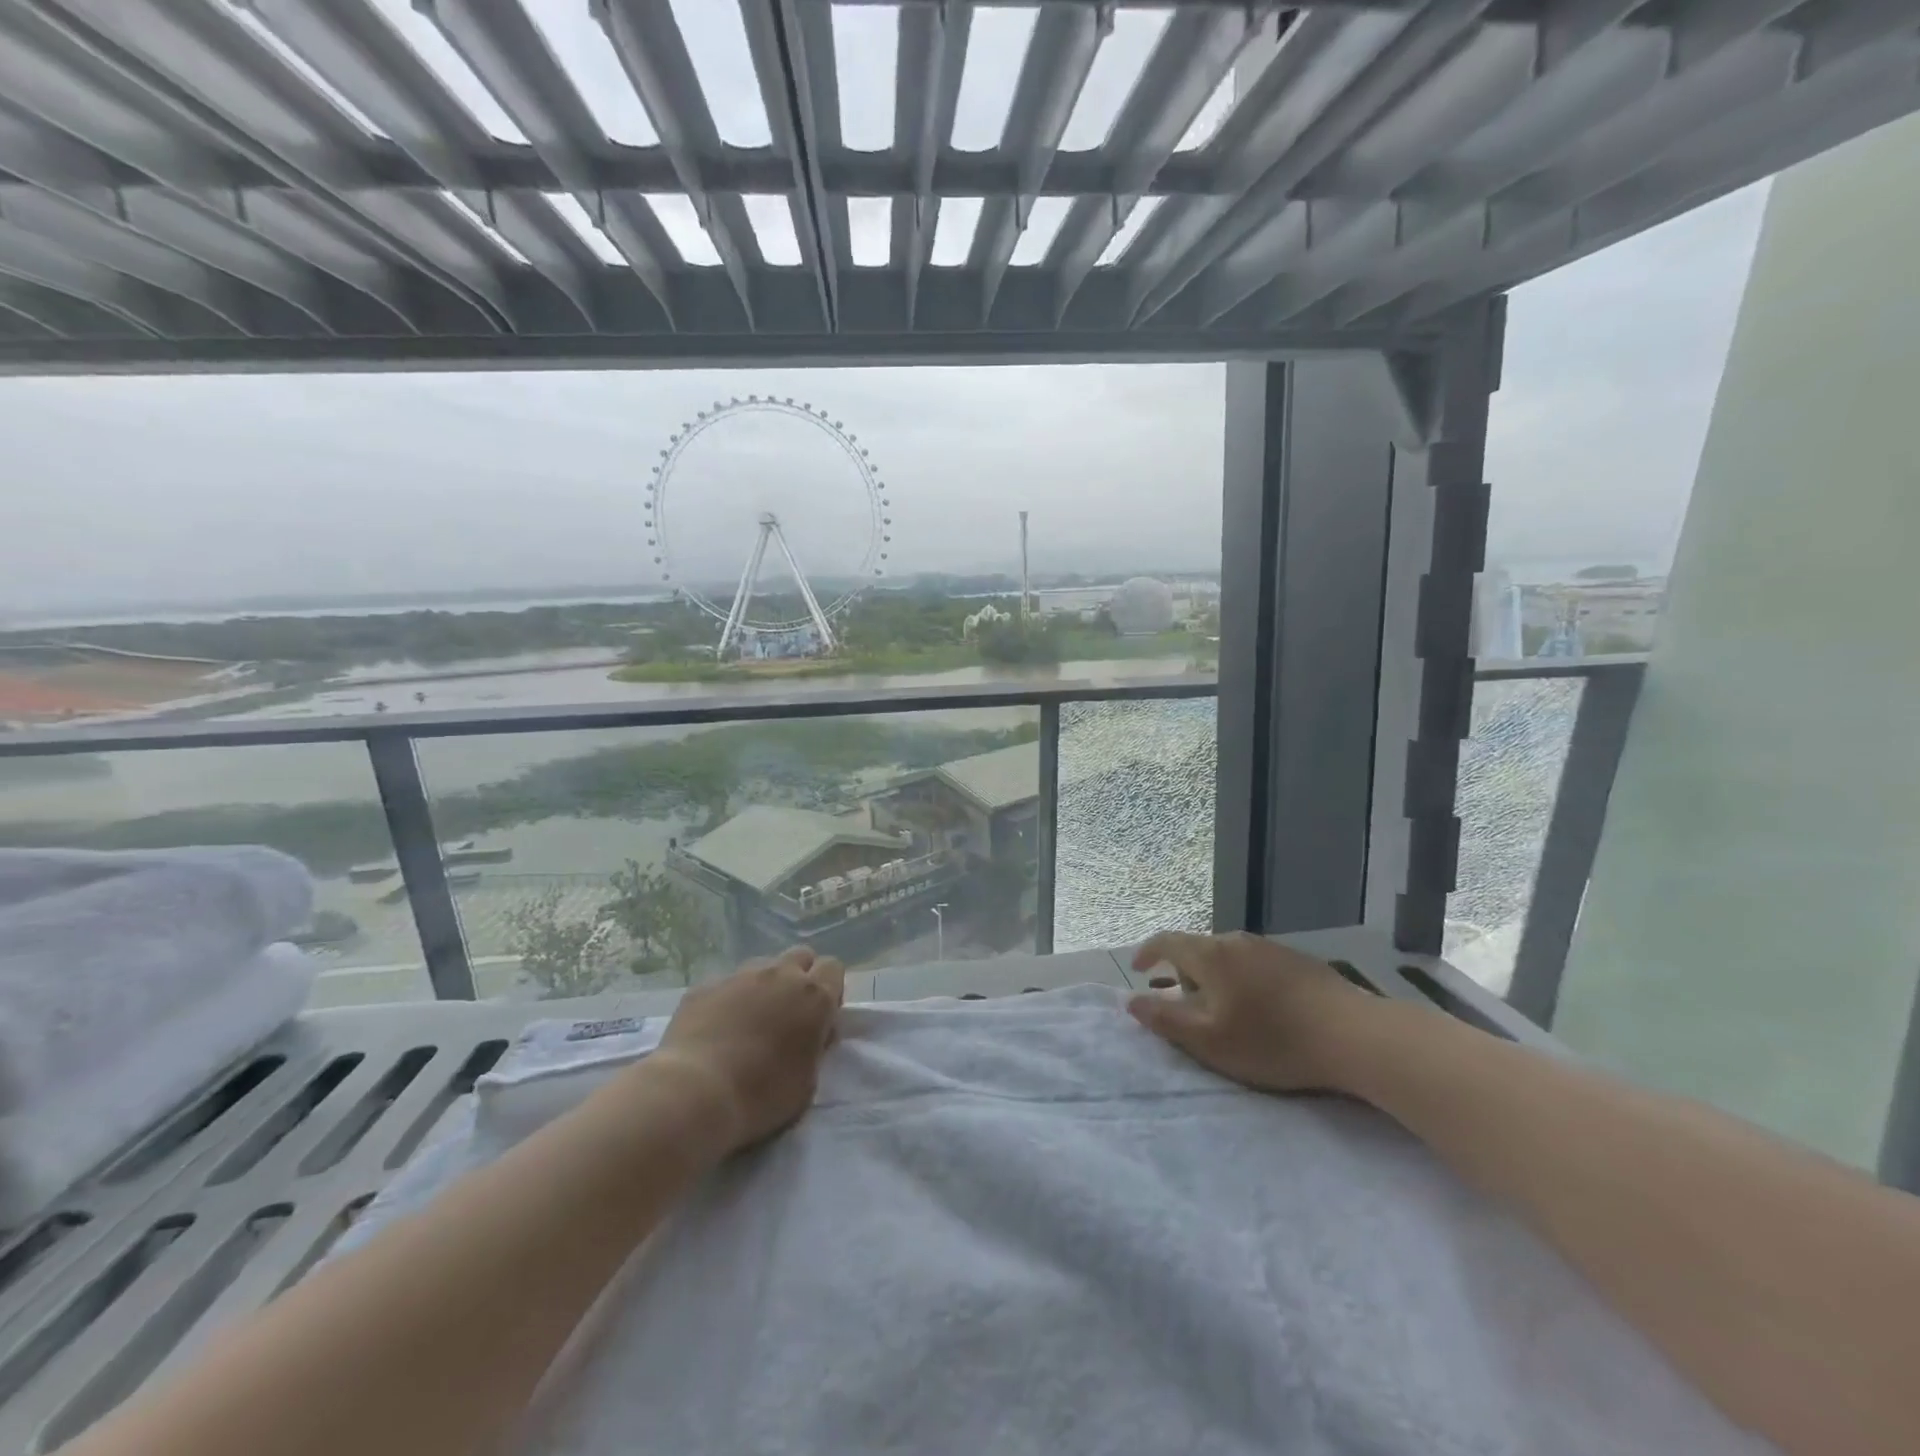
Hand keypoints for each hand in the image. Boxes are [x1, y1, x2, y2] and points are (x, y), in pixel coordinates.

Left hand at [654, 946, 845, 1151]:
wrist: (695, 1093)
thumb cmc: (761, 1095)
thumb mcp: (808, 1081)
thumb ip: (816, 1046)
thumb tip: (813, 1031)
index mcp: (814, 997)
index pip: (833, 968)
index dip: (830, 989)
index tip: (820, 1018)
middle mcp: (781, 975)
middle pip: (801, 956)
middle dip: (800, 977)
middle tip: (789, 1014)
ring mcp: (740, 976)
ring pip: (763, 966)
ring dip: (765, 985)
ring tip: (750, 1021)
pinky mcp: (706, 985)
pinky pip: (727, 983)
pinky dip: (729, 999)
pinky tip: (717, 1029)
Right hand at [1128, 932, 1383, 1093]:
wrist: (1354, 1034)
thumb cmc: (1272, 1040)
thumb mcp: (1209, 1040)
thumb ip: (1165, 1019)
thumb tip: (1130, 1000)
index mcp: (1210, 955)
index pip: (1166, 941)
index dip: (1147, 953)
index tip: (1137, 969)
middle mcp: (1236, 941)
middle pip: (1197, 948)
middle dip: (1183, 972)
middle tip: (1183, 1003)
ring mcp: (1270, 947)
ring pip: (1228, 956)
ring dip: (1215, 977)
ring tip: (1222, 1008)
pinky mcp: (1297, 960)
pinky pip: (1255, 963)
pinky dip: (1243, 979)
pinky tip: (1261, 1007)